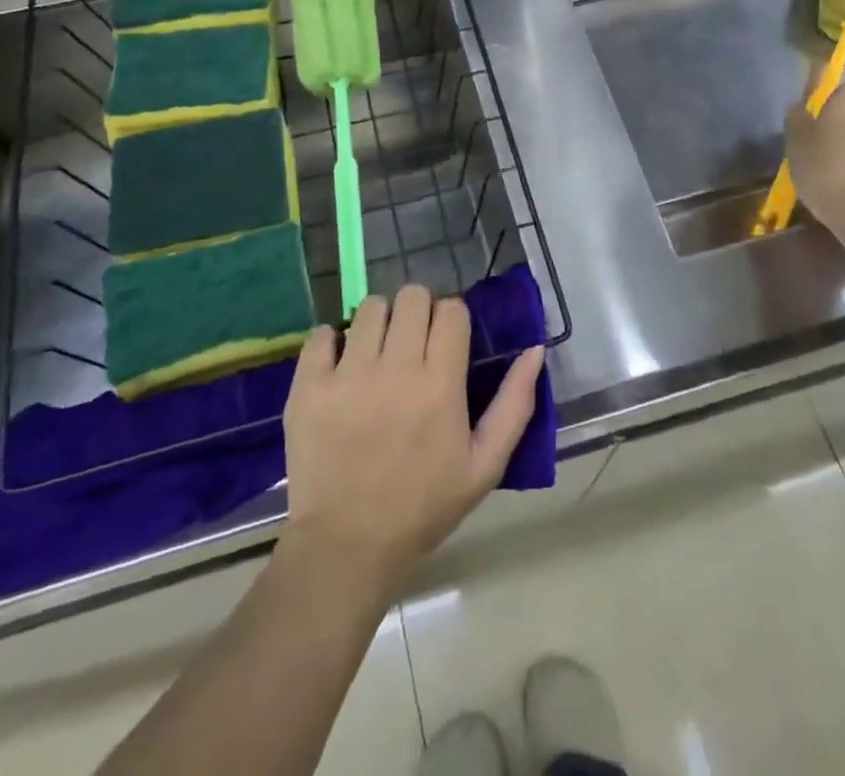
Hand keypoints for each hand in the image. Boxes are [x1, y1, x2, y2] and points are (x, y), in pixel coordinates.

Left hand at [283, 285, 543, 591]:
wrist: (347, 546)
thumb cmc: (423, 506)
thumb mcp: (484, 465)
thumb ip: (514, 404)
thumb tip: (535, 349)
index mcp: (440, 383)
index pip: (451, 310)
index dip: (453, 318)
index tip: (447, 340)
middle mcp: (395, 367)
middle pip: (411, 296)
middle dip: (418, 310)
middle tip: (413, 342)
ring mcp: (347, 374)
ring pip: (369, 307)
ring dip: (379, 321)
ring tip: (377, 352)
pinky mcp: (309, 386)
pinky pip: (321, 334)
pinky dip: (332, 342)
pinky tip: (339, 365)